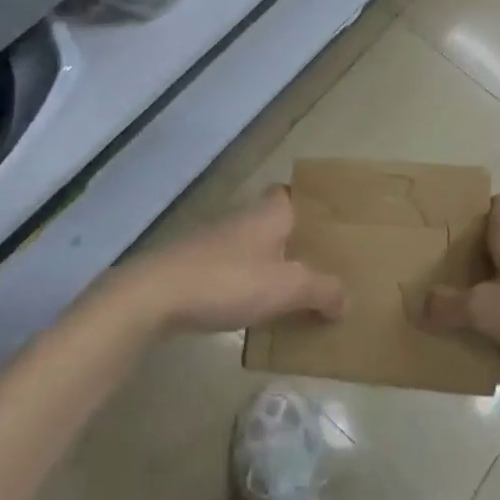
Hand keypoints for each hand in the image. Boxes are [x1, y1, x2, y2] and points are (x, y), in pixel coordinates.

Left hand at [115, 186, 346, 335]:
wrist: (154, 297)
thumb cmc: (228, 280)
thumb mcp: (286, 288)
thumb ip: (322, 290)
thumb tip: (345, 300)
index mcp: (269, 213)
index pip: (290, 192)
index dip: (308, 203)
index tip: (327, 225)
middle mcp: (243, 218)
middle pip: (275, 221)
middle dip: (294, 239)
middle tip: (320, 262)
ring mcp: (215, 242)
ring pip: (253, 246)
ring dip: (270, 263)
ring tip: (295, 290)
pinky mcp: (195, 266)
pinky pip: (233, 268)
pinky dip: (247, 282)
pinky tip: (255, 307)